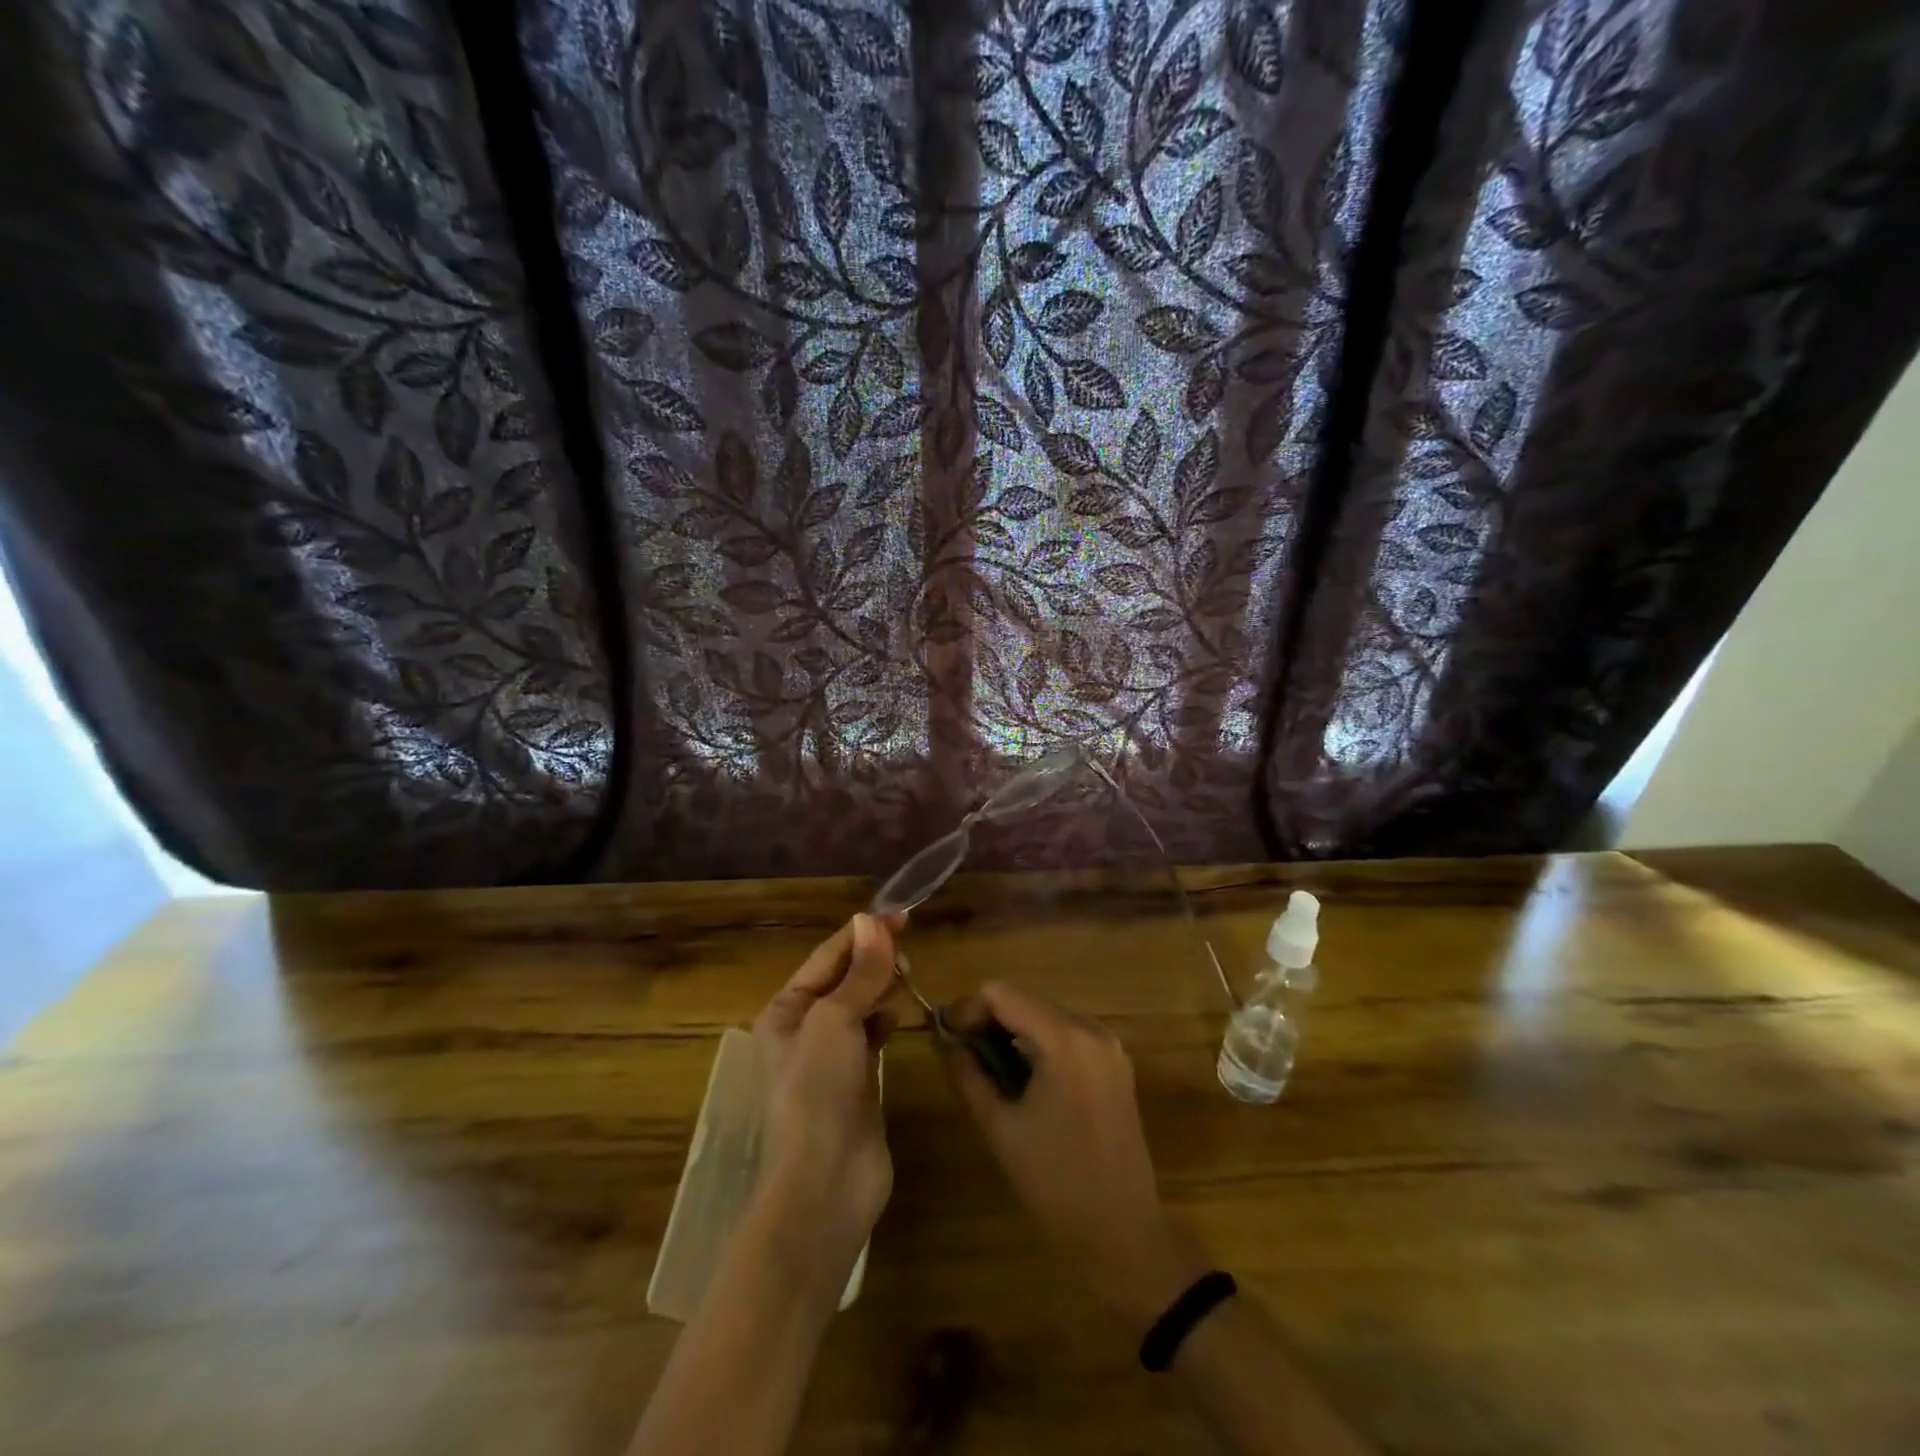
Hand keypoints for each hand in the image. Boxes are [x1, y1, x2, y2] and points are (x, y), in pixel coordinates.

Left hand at [750, 914, 902, 1290]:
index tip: (900, 914)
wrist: (826, 1184)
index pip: (826, 957)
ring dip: (880, 985)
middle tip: (909, 946)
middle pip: (843, 978)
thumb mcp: (835, 1021)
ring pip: (860, 1004)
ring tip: (907, 973)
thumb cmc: (818, 1092)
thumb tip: (871, 921)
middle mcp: (803, 1029)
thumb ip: (859, 973)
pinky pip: (871, 1033)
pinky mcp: (857, 1080)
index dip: (862, 933)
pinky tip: (899, 1014)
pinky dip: (885, 1017)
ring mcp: (830, 1057)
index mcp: (785, 1011)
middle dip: (873, 958)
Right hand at [942, 983, 1207, 1330]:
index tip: (948, 1038)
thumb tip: (946, 1042)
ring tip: (990, 1068)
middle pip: (1026, 999)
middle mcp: (1091, 1029)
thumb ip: (968, 1074)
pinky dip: (1040, 1043)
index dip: (968, 1008)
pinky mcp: (1116, 1063)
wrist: (1122, 1233)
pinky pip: (1068, 1034)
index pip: (1001, 994)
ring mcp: (1109, 1045)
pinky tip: (1025, 1077)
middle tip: (964, 1053)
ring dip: (1014, 1030)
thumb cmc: (1055, 1183)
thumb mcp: (1000, 1127)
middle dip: (990, 1019)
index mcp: (1064, 1040)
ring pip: (1047, 1014)